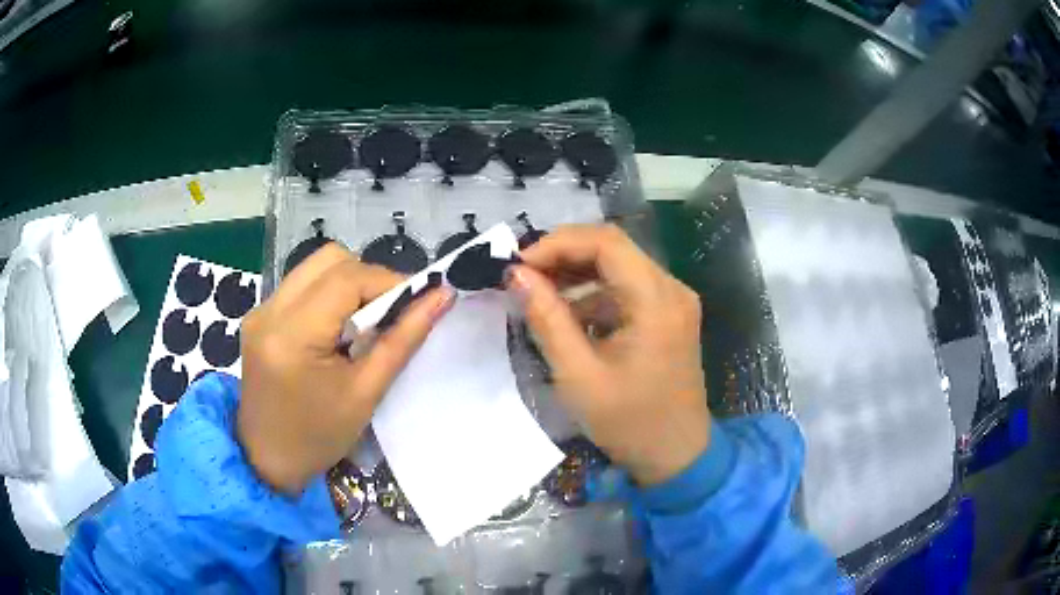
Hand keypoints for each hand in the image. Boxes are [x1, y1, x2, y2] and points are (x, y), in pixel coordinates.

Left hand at [238, 245, 454, 494]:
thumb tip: (441, 297)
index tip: (418, 301)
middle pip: (329, 259)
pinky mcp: (259, 316)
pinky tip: (337, 329)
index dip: (389, 281)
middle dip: (368, 278)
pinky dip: (329, 295)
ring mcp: (260, 310)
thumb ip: (403, 340)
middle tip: (390, 312)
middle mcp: (269, 311)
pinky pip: (301, 285)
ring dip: (349, 284)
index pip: (347, 278)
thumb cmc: (318, 437)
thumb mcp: (365, 393)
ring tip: (364, 322)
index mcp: (292, 335)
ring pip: (314, 267)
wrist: (267, 460)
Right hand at [508, 224, 709, 485]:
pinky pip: (627, 289)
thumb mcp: (578, 375)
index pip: (606, 243)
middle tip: (523, 276)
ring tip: (537, 293)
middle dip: (564, 255)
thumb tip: (517, 275)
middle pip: (613, 249)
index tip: (519, 265)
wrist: (676, 456)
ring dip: (577, 274)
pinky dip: (594, 294)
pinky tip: (568, 316)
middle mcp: (672, 289)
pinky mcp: (669, 316)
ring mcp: (674, 302)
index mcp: (657, 300)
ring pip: (619, 266)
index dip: (558, 243)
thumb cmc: (629, 423)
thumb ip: (547, 319)